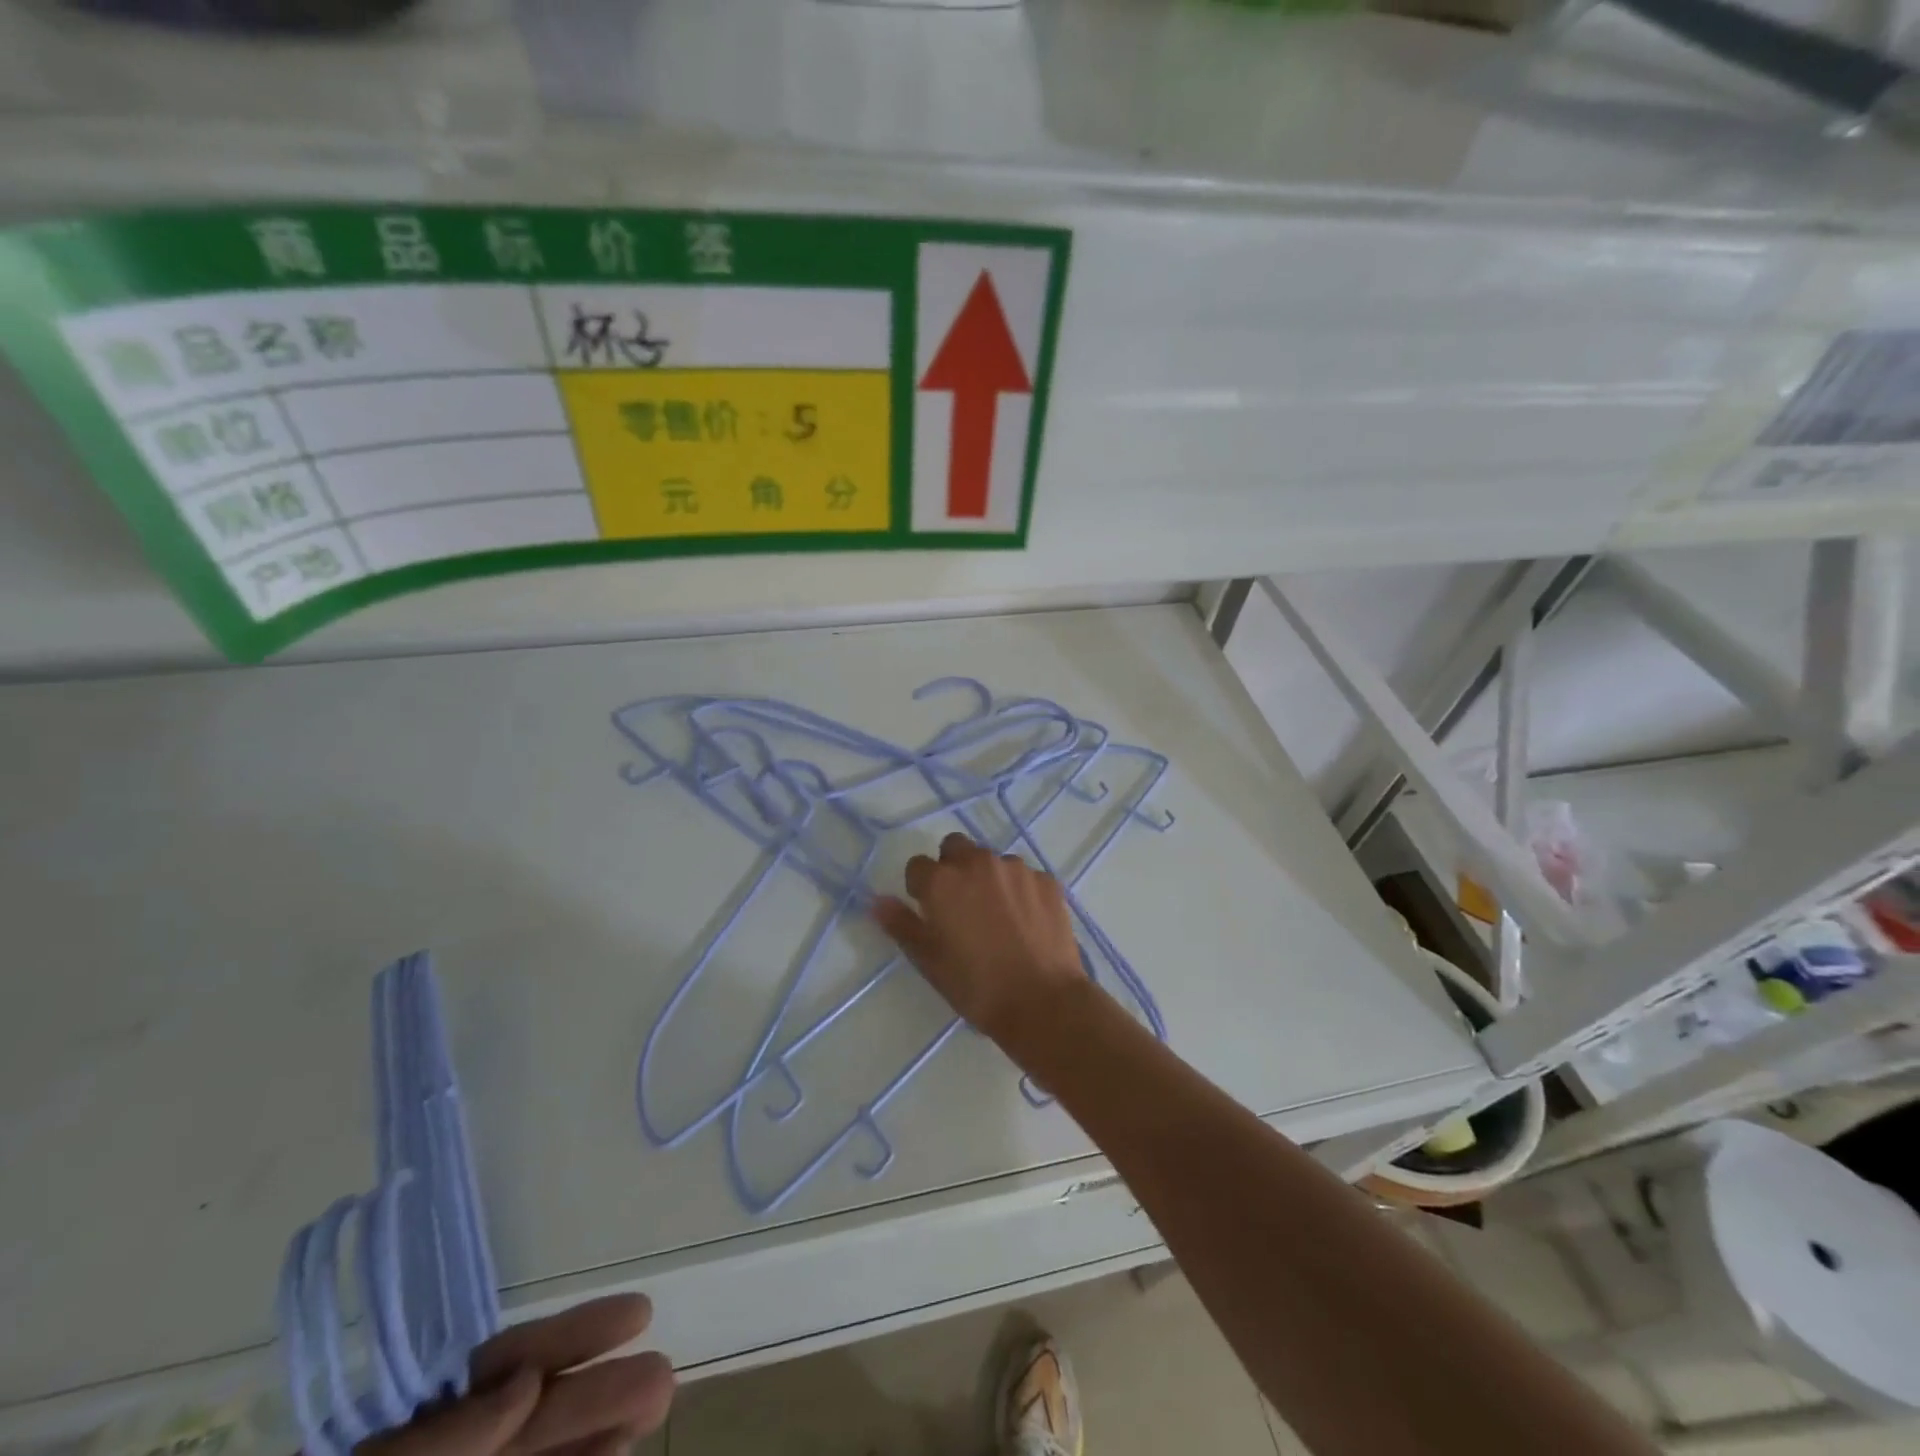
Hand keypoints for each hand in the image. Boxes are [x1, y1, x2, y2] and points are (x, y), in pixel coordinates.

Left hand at [357, 1295, 673, 1455]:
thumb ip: (449, 1435)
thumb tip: (525, 1381)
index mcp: (417, 1429)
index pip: (500, 1364)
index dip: (567, 1335)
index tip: (637, 1314)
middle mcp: (454, 1451)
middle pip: (535, 1411)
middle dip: (601, 1388)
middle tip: (663, 1377)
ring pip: (547, 1450)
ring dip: (603, 1428)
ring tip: (656, 1406)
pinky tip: (618, 1455)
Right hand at [873, 832, 1088, 1046]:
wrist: (1043, 1002)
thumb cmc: (976, 986)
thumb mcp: (929, 962)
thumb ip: (902, 925)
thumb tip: (878, 901)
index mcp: (942, 882)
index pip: (917, 866)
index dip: (920, 888)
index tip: (930, 913)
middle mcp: (978, 863)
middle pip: (955, 847)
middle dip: (952, 868)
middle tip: (960, 906)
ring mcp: (1016, 868)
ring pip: (992, 860)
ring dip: (987, 878)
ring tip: (998, 918)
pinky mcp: (1047, 880)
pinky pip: (1024, 875)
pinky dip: (1019, 890)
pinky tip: (1026, 922)